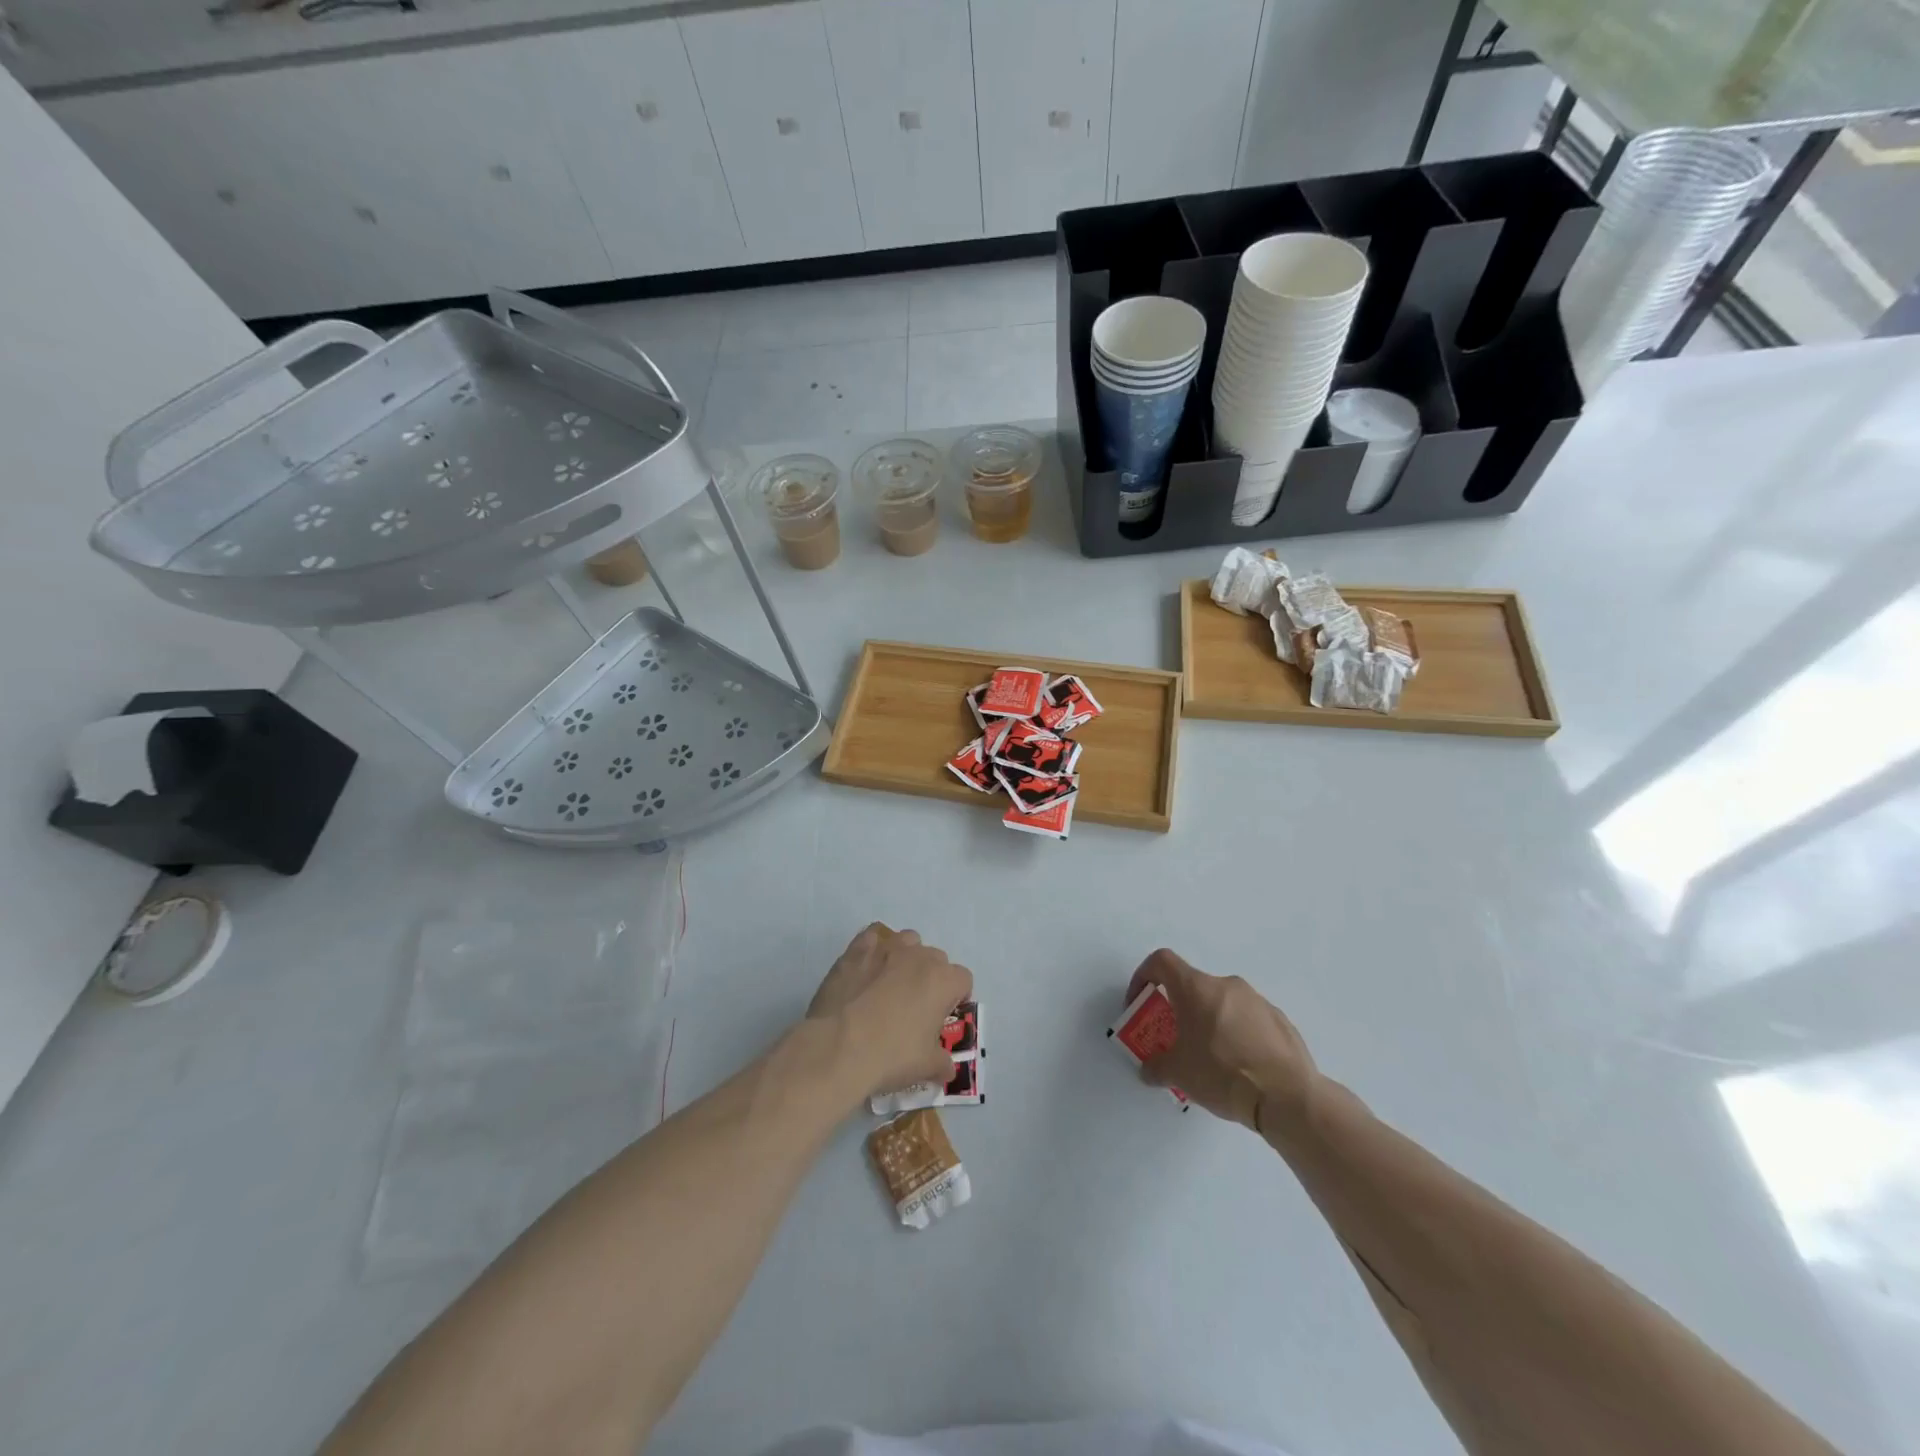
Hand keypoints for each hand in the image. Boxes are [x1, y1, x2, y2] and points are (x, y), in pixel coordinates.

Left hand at [809, 923, 973, 1100]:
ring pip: (907, 941)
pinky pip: (872, 938)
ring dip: (906, 958)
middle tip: (915, 1007)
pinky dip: (874, 950)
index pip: (963, 980)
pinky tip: (866, 971)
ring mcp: (886, 948)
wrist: (838, 1046)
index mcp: (942, 981)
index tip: (942, 1016)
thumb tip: (947, 1068)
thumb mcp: (926, 1067)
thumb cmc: (890, 1055)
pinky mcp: (857, 949)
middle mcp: (919, 956)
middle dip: (931, 978)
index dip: (956, 997)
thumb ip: (943, 1063)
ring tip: (891, 985)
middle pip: (936, 959)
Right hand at [1125, 949, 1317, 1132]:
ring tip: (1212, 1060)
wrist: (1286, 1096)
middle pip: (1193, 986)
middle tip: (1177, 1040)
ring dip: (1211, 1022)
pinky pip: (1249, 1020)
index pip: (1161, 961)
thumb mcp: (1178, 1073)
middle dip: (1181, 1009)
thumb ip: (1156, 1067)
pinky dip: (1238, 1035)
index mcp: (1196, 988)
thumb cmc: (1222, 1073)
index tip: (1140, 1002)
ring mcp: (1257, 1001)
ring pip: (1223, 1003)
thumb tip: (1148, 1070)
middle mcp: (1226, 985)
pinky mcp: (1280, 1020)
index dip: (1144, 976)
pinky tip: (1242, 1068)